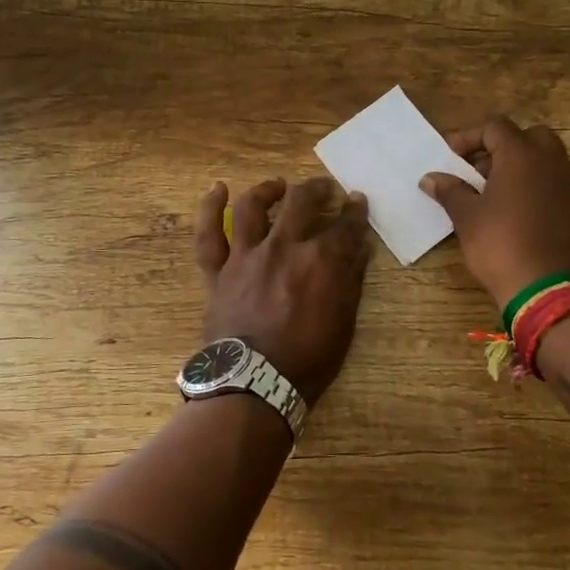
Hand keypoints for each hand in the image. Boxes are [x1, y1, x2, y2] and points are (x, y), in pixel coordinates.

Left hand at [195, 176, 371, 400]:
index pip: (345, 225)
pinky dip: (210, 208)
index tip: (357, 201)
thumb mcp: (344, 322)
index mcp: (320, 260)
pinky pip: (209, 234)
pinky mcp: (218, 270)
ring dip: (268, 190)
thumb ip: (351, 279)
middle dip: (317, 189)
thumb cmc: (308, 359)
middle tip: (324, 188)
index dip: (354, 211)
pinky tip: (217, 189)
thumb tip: (360, 246)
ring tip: (278, 186)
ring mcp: (247, 256)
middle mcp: (283, 247)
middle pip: (302, 202)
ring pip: (253, 207)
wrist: (255, 383)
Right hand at [420, 116, 569, 310]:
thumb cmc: (501, 245)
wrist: (550, 290)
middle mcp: (552, 162)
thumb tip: (430, 178)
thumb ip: (450, 191)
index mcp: (522, 155)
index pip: (495, 127)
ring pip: (546, 160)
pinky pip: (556, 184)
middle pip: (528, 136)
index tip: (451, 159)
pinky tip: (517, 214)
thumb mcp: (467, 217)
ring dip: (520, 168)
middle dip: (501, 148)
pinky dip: (536, 187)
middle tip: (478, 171)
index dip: (469, 138)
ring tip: (494, 195)